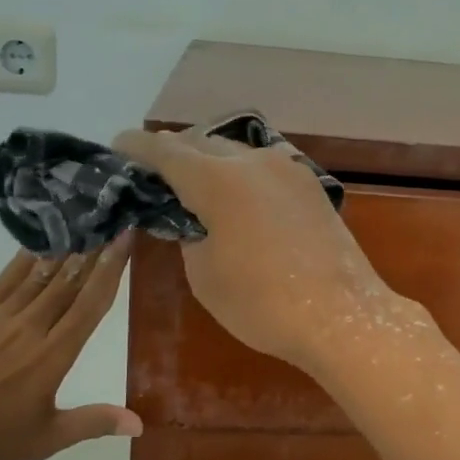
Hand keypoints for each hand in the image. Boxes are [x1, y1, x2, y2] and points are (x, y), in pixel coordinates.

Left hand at [0, 238, 140, 459]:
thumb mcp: (45, 440)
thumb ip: (93, 422)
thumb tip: (140, 424)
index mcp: (52, 357)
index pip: (90, 304)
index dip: (112, 268)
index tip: (125, 238)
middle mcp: (28, 329)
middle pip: (68, 281)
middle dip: (92, 249)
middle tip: (109, 219)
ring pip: (37, 276)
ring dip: (63, 250)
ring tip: (81, 225)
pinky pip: (2, 283)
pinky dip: (22, 262)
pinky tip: (35, 247)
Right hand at [112, 126, 422, 373]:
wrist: (340, 315)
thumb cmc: (262, 304)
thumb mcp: (204, 274)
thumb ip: (189, 234)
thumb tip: (191, 217)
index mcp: (217, 179)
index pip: (165, 150)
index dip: (137, 147)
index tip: (119, 147)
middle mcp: (252, 161)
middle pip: (201, 143)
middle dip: (174, 153)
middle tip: (156, 173)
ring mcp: (287, 168)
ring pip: (236, 151)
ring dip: (210, 161)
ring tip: (196, 184)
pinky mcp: (309, 184)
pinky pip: (264, 166)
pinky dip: (242, 173)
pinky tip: (239, 196)